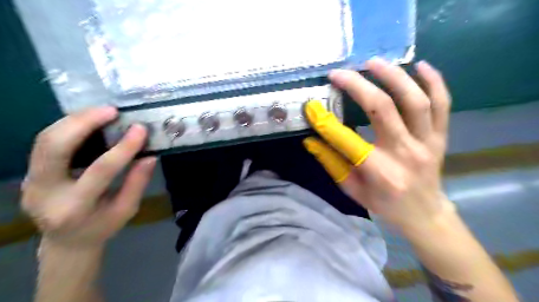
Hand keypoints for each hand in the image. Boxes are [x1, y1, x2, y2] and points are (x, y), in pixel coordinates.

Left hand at [22, 107, 155, 246]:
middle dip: (84, 123)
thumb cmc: (102, 227)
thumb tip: (149, 156)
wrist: (66, 241)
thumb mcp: (126, 210)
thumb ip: (137, 183)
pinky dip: (68, 127)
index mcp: (75, 208)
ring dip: (74, 120)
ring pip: (45, 140)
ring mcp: (31, 181)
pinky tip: (88, 121)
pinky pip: (45, 143)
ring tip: (102, 111)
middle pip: (55, 148)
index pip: (100, 171)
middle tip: (112, 111)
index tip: (140, 129)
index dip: (123, 148)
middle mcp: (45, 192)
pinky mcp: (29, 173)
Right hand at [305, 59, 450, 231]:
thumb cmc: (384, 204)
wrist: (425, 214)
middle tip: (339, 73)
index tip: (311, 106)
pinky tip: (420, 65)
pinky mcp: (441, 137)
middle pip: (382, 108)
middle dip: (357, 86)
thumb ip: (331, 163)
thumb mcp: (351, 189)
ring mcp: (427, 142)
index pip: (346, 139)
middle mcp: (404, 153)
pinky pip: (442, 104)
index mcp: (378, 170)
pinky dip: (434, 81)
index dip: (325, 121)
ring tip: (373, 62)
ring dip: (393, 76)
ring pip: (414, 100)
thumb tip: (311, 140)